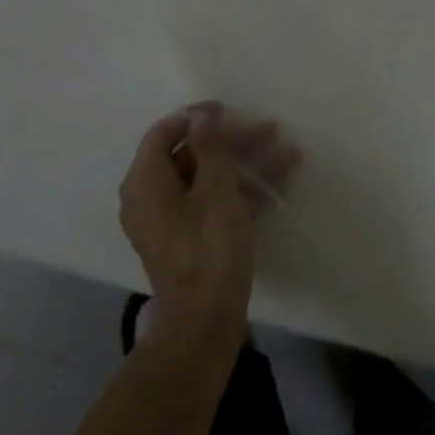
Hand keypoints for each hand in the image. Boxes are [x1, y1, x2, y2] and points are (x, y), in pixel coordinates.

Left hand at [117, 103, 299, 342]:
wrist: (205, 324)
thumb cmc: (208, 248)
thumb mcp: (215, 189)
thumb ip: (209, 147)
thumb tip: (201, 116)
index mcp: (145, 181)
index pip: (165, 132)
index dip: (197, 117)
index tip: (229, 111)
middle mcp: (150, 198)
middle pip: (192, 155)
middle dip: (234, 142)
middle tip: (271, 131)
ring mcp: (169, 222)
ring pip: (208, 180)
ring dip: (246, 167)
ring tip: (288, 156)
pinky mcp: (188, 242)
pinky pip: (211, 204)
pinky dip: (239, 194)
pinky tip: (276, 188)